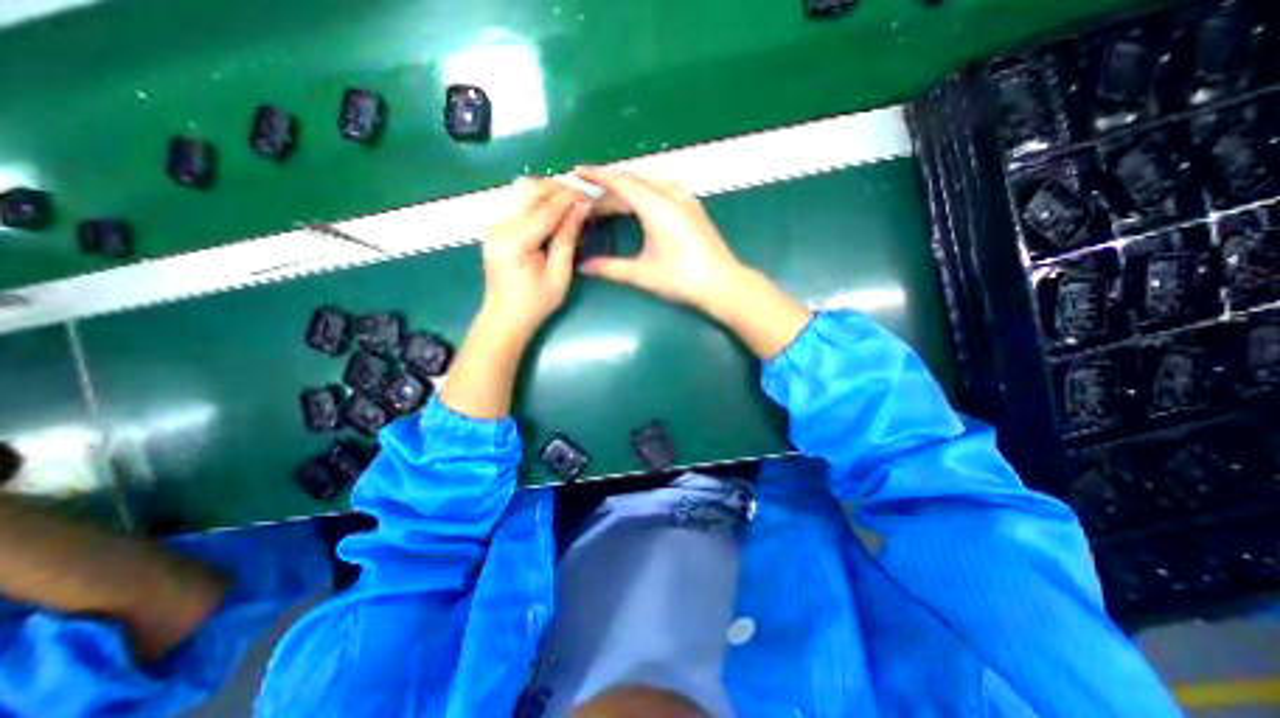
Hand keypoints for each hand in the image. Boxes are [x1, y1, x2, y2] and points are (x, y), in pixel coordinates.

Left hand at [482, 173, 592, 338]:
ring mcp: (492, 223)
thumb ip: (568, 237)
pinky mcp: (492, 225)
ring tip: (567, 201)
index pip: (546, 208)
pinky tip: (549, 208)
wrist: (504, 317)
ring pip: (519, 188)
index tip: (590, 193)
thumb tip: (581, 207)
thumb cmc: (536, 302)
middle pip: (529, 188)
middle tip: (580, 197)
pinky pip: (514, 198)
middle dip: (557, 188)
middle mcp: (498, 225)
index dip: (570, 198)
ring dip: (545, 190)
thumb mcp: (559, 274)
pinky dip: (534, 197)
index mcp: (515, 241)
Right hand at [574, 169, 746, 314]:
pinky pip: (665, 186)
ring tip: (613, 198)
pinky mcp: (694, 207)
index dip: (597, 176)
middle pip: (635, 180)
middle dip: (610, 186)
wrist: (722, 284)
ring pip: (652, 179)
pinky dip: (647, 187)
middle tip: (592, 201)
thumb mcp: (642, 274)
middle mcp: (671, 195)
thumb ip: (610, 268)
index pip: (621, 182)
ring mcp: (686, 199)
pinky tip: (643, 201)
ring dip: (630, 184)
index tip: (578, 172)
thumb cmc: (681, 279)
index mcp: (656, 207)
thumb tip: (583, 267)